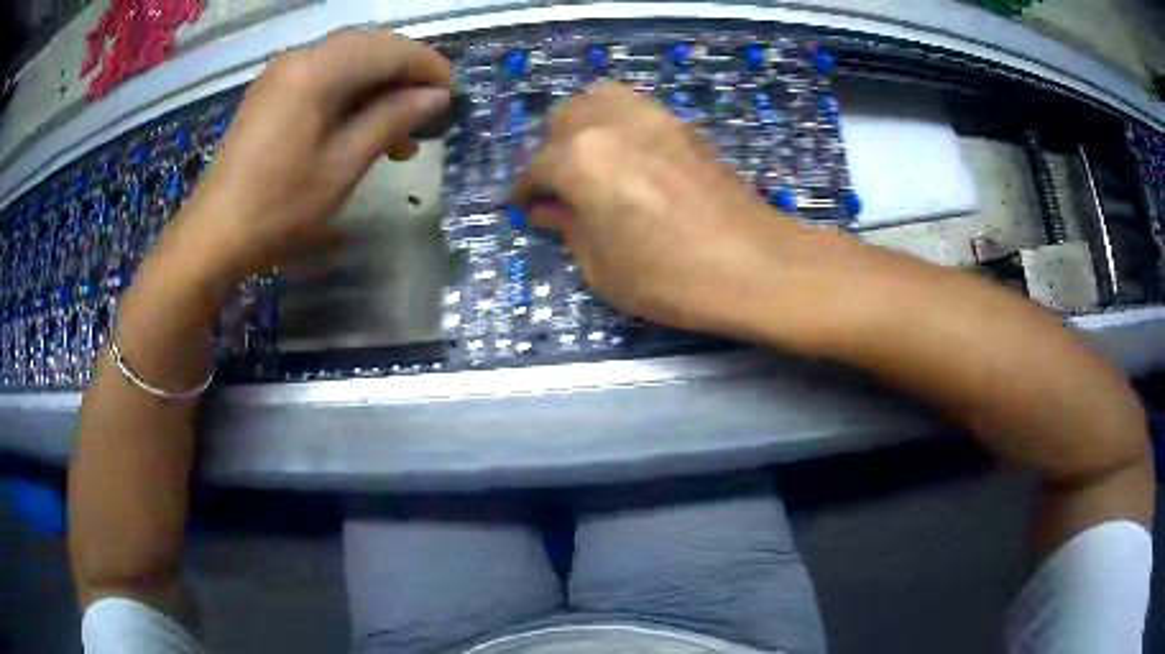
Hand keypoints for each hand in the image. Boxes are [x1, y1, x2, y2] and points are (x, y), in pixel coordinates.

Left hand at [165, 29, 452, 287]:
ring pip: (348, 62)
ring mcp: (282, 73)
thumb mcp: (344, 164)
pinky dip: (351, 96)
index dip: (427, 67)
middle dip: (405, 75)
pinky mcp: (272, 92)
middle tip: (428, 114)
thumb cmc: (279, 206)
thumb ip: (392, 119)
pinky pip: (324, 78)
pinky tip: (363, 128)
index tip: (452, 97)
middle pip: (369, 47)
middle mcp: (300, 57)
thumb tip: (436, 96)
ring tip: (401, 133)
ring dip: (379, 88)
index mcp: (317, 70)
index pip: (389, 49)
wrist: (214, 234)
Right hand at [512, 83, 848, 336]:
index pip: (535, 167)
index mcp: (580, 159)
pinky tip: (627, 157)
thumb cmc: (671, 278)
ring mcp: (651, 117)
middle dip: (551, 152)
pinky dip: (617, 122)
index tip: (525, 208)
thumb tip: (546, 209)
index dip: (525, 191)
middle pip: (564, 120)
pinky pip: (634, 108)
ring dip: (583, 126)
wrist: (755, 265)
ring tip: (590, 163)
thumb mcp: (602, 267)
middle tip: (560, 187)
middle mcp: (609, 123)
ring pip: (598, 100)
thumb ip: (567, 227)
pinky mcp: (681, 124)